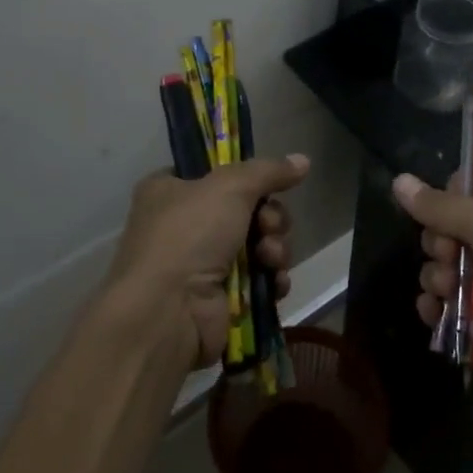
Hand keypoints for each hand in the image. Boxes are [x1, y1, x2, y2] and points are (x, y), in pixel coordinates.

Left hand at [110, 154, 309, 367]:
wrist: (169, 312)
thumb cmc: (189, 235)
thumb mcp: (230, 186)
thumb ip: (268, 171)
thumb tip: (303, 160)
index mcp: (170, 190)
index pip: (214, 173)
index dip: (244, 178)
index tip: (266, 183)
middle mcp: (183, 225)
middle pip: (246, 209)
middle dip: (269, 217)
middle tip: (267, 225)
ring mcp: (202, 264)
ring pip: (258, 244)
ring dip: (274, 248)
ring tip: (269, 257)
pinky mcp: (221, 298)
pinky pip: (260, 279)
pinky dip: (272, 278)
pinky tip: (275, 282)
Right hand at [395, 172, 472, 395]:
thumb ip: (441, 205)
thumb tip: (398, 180)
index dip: (458, 196)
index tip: (443, 206)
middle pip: (460, 231)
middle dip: (442, 242)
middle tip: (446, 251)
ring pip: (452, 269)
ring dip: (438, 276)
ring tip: (445, 286)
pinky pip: (453, 306)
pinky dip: (439, 307)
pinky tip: (433, 310)